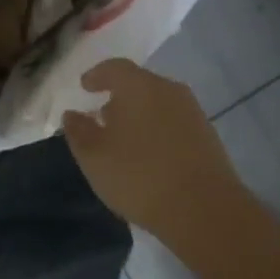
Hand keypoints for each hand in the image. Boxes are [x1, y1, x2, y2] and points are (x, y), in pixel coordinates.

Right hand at [62, 59, 245, 244]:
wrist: (205, 210)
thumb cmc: (140, 176)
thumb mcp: (95, 157)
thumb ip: (79, 132)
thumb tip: (72, 114)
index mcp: (139, 85)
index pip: (114, 68)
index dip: (97, 75)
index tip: (85, 86)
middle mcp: (168, 89)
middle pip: (138, 84)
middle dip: (118, 97)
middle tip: (102, 116)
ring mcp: (192, 111)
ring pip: (158, 103)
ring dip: (140, 115)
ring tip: (125, 139)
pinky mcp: (207, 135)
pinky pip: (173, 123)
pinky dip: (157, 130)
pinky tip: (150, 155)